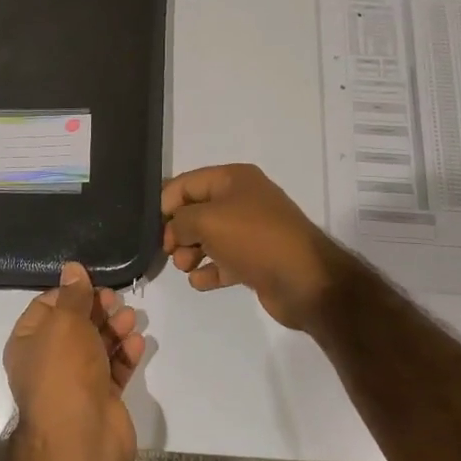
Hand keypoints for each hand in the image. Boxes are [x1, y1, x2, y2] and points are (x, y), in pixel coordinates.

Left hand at [3, 263, 144, 460]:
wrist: (81, 440)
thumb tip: (71, 267)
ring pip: (97, 346)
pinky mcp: (102, 398)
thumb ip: (74, 295)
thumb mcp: (65, 324)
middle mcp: (49, 362)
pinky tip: (138, 343)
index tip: (93, 283)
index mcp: (28, 343)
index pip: (47, 307)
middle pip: (75, 325)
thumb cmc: (64, 372)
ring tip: (131, 319)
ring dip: (115, 329)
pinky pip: (114, 368)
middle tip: (117, 300)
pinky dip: (125, 354)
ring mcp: (76, 382)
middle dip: (97, 310)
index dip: (70, 293)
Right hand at [162, 163, 352, 330]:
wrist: (306, 280)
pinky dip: (209, 270)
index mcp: (234, 179)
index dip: (166, 203)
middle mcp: (243, 200)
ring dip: (190, 252)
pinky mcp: (256, 260)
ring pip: (209, 237)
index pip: (187, 183)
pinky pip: (223, 261)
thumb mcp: (207, 220)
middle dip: (178, 231)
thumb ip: (180, 221)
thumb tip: (174, 231)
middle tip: (171, 251)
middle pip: (196, 211)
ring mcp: (251, 231)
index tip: (154, 228)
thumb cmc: (254, 239)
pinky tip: (200, 281)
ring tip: (186, 267)